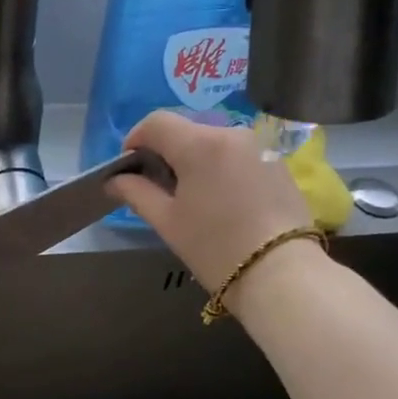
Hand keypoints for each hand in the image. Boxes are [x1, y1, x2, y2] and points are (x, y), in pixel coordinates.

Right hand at [107, 111, 312, 292]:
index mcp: (200, 144)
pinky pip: (238, 155)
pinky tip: (223, 201)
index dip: (136, 139)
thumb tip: (115, 179)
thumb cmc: (215, 248)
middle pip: (186, 130)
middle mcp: (231, 133)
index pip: (156, 122)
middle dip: (166, 152)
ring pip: (214, 142)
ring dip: (195, 159)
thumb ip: (137, 193)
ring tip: (192, 197)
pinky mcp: (278, 164)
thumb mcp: (167, 222)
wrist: (282, 275)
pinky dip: (222, 168)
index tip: (129, 168)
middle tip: (158, 187)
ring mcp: (259, 147)